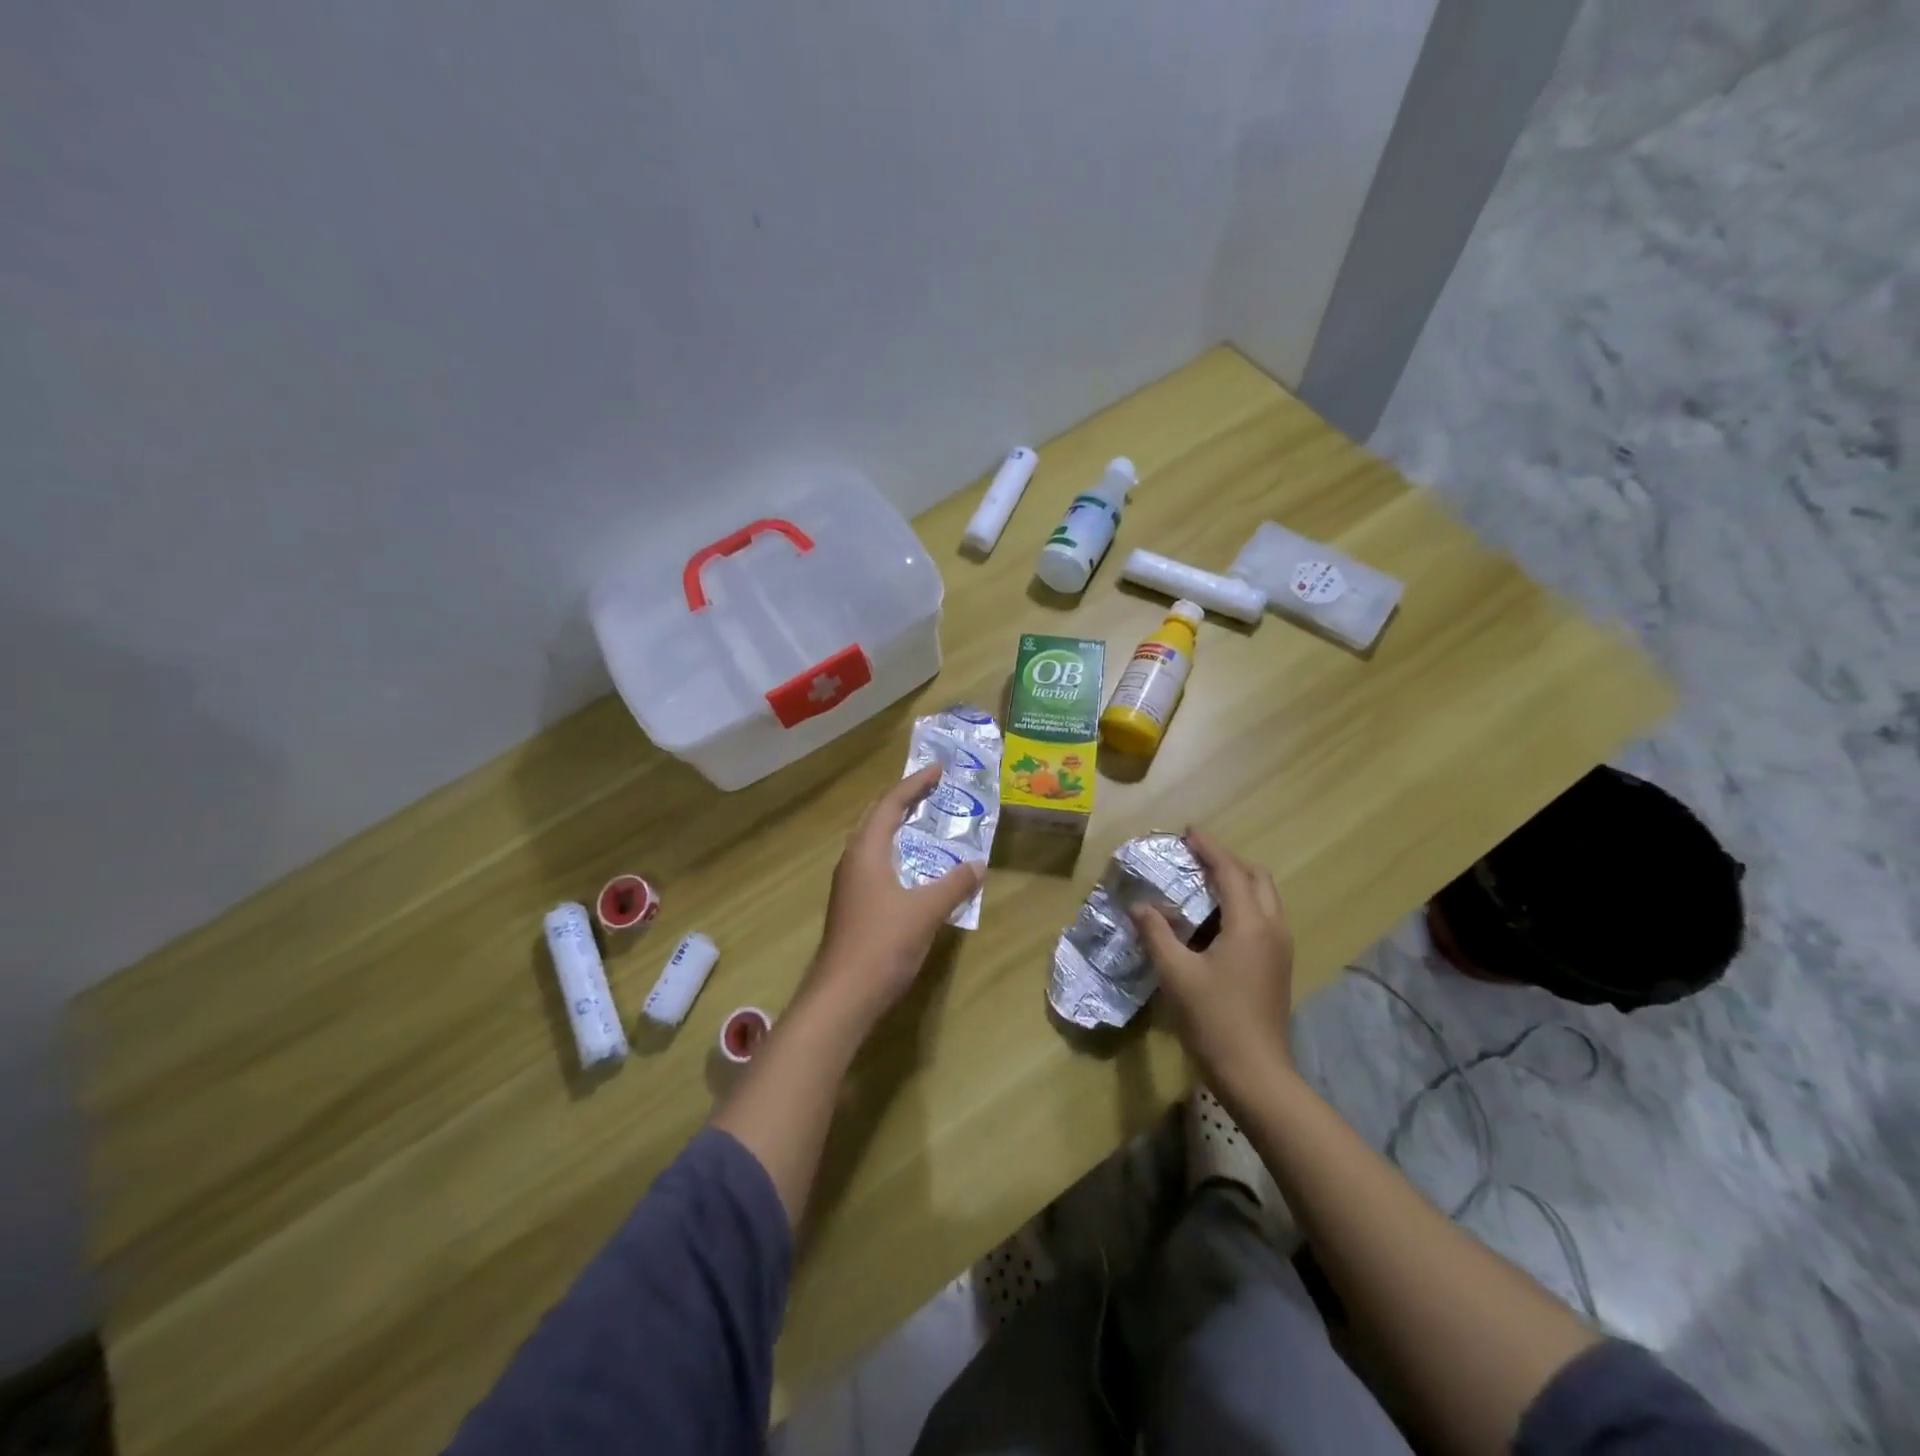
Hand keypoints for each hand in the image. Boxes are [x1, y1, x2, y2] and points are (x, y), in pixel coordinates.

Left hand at [805, 765, 984, 1035]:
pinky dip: (895, 851)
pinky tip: (913, 867)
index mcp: (866, 851)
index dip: (914, 784)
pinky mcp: (852, 905)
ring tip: (924, 820)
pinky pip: (874, 862)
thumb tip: (978, 864)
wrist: (843, 996)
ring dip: (896, 825)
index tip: (937, 769)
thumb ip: (954, 884)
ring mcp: (849, 884)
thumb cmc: (882, 945)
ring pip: (872, 841)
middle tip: (931, 788)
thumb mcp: (926, 911)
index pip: (890, 804)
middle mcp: (852, 860)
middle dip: (903, 799)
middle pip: (876, 817)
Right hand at [1132, 828, 1294, 1096]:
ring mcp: (1280, 950)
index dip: (1209, 849)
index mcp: (1250, 925)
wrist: (1256, 1073)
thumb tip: (1141, 906)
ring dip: (1237, 883)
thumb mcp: (1176, 973)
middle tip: (1196, 858)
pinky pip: (1263, 919)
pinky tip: (1215, 921)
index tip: (1188, 832)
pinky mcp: (1278, 967)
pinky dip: (1242, 906)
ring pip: (1264, 899)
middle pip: (1257, 879)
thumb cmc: (1214, 1019)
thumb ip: (1157, 933)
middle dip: (1228, 862)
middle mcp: (1272, 929)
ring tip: (1203, 884)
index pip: (1230, 872)